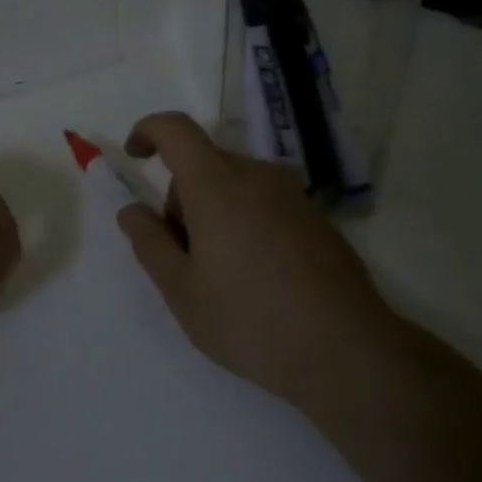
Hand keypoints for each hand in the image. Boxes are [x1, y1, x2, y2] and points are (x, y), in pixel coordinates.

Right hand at [115, 112, 399, 401]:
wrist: (349, 352)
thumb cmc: (251, 320)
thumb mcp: (182, 290)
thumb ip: (149, 242)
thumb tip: (132, 210)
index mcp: (217, 186)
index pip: (176, 129)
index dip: (148, 131)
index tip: (135, 158)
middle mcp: (258, 176)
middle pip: (204, 162)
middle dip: (180, 195)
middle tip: (182, 255)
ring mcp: (293, 195)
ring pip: (235, 183)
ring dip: (213, 210)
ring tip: (220, 272)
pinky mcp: (317, 218)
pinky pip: (264, 201)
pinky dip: (244, 220)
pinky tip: (257, 276)